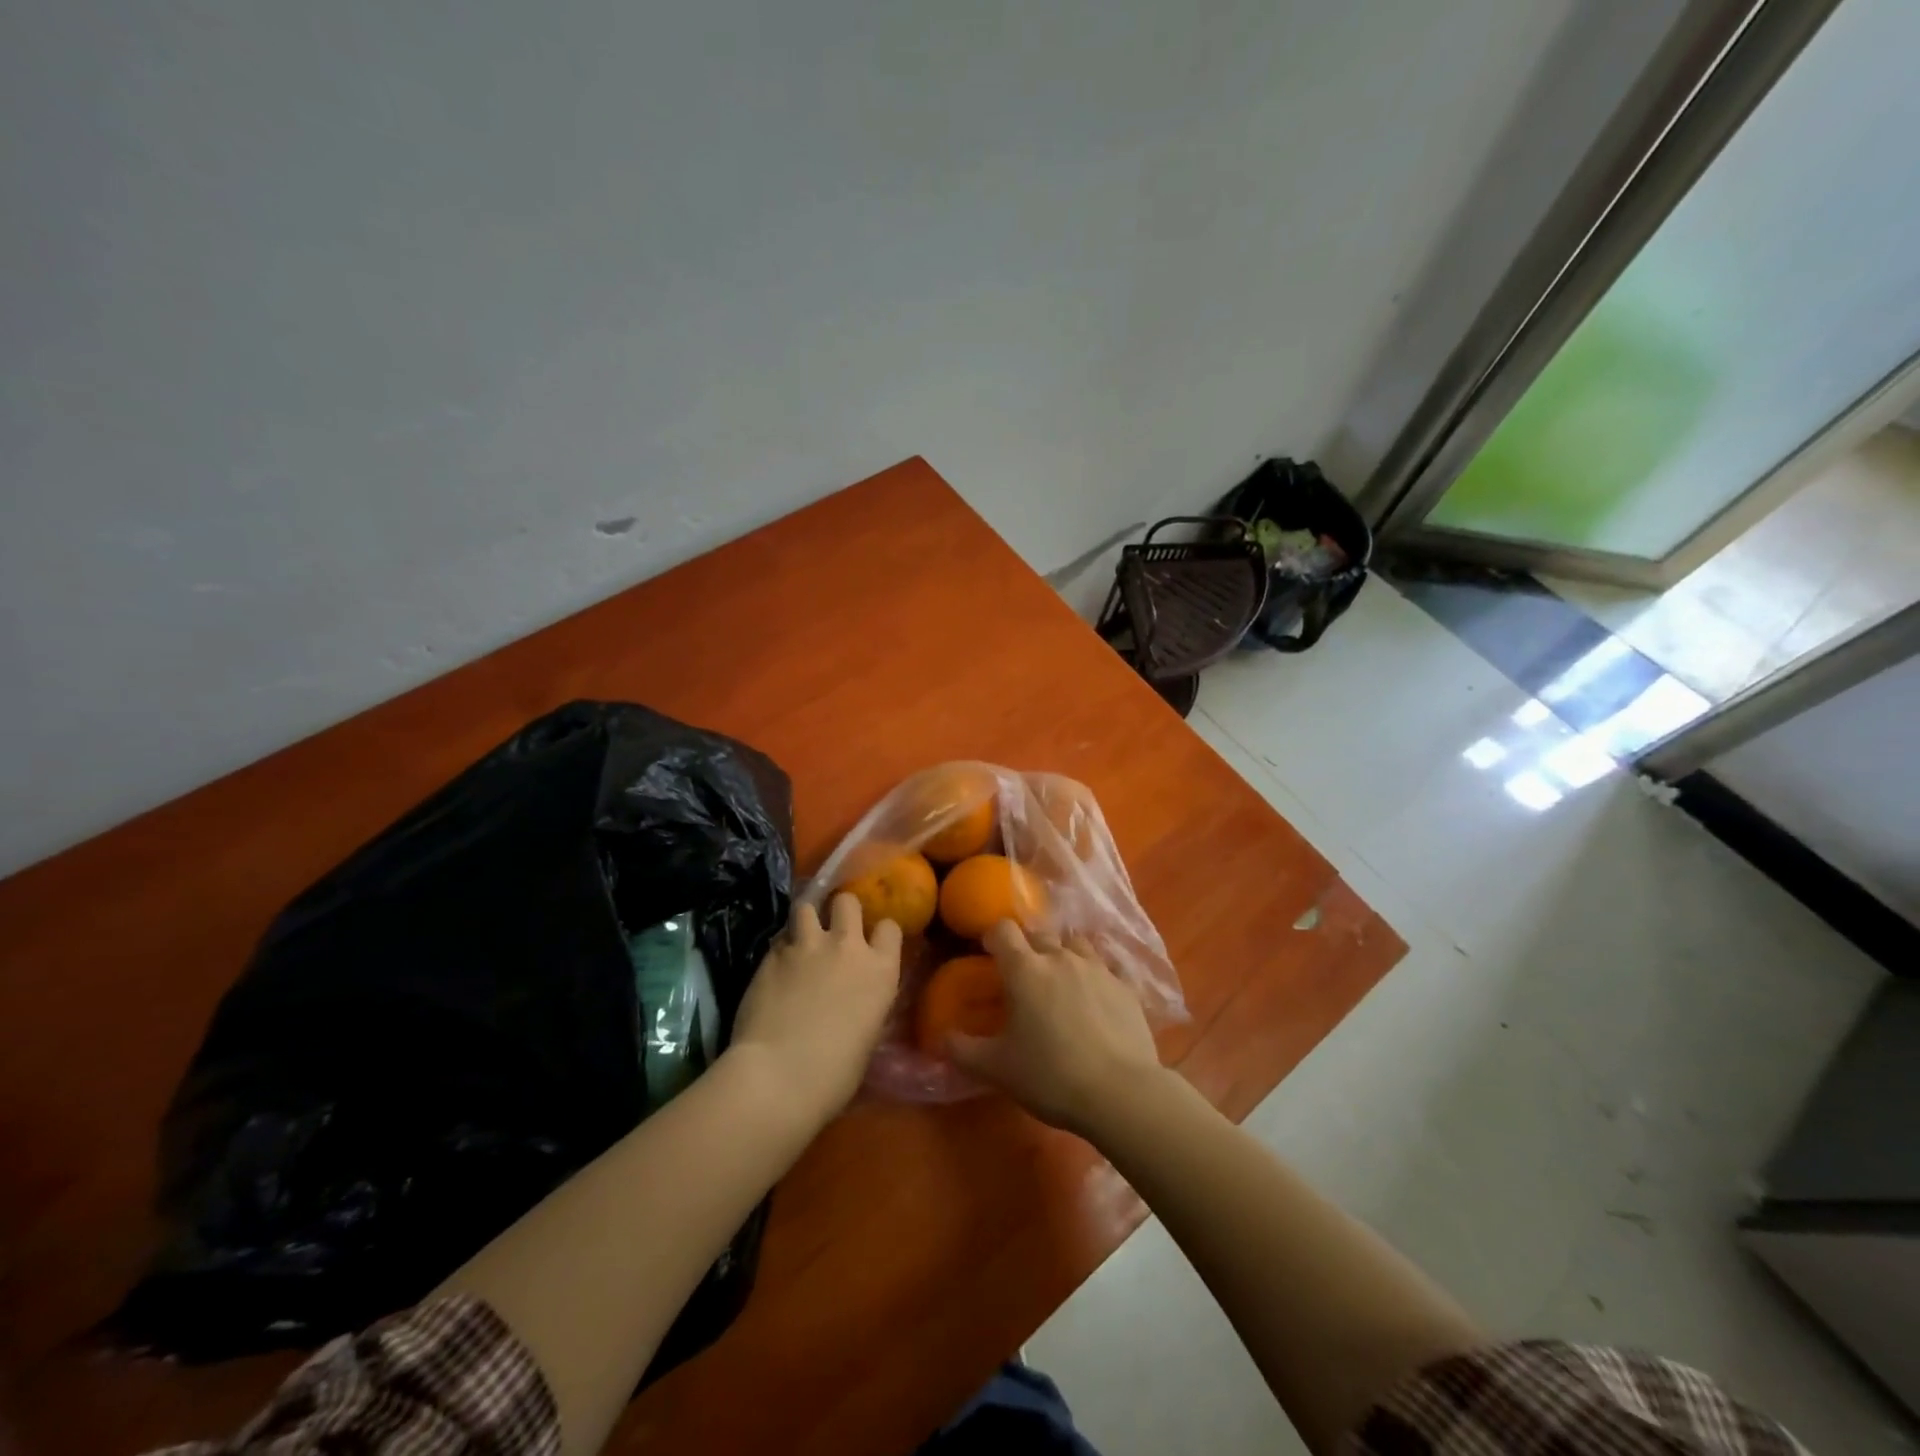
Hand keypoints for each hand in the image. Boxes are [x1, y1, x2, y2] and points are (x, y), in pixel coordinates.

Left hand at [729, 894, 901, 1120]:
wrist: (778, 1075)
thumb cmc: (834, 1074)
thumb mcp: (867, 1035)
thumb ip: (865, 1003)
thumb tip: (854, 1000)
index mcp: (880, 970)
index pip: (890, 927)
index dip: (880, 933)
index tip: (872, 943)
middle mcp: (846, 947)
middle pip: (847, 902)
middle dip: (840, 910)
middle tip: (834, 929)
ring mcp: (806, 946)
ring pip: (806, 907)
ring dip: (806, 919)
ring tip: (801, 937)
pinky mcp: (771, 955)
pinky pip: (779, 938)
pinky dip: (780, 947)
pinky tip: (776, 966)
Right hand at [948, 921, 1165, 1136]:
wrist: (1121, 1092)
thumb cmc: (1050, 1076)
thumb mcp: (997, 1069)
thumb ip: (962, 1050)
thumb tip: (940, 1039)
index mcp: (1025, 969)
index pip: (1003, 930)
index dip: (993, 937)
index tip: (989, 953)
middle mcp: (1060, 957)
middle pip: (1039, 933)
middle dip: (1027, 946)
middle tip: (1022, 974)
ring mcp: (1097, 968)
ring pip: (1075, 944)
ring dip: (1063, 953)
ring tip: (1060, 980)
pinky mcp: (1125, 986)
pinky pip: (1106, 968)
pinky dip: (1095, 976)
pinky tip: (1095, 999)